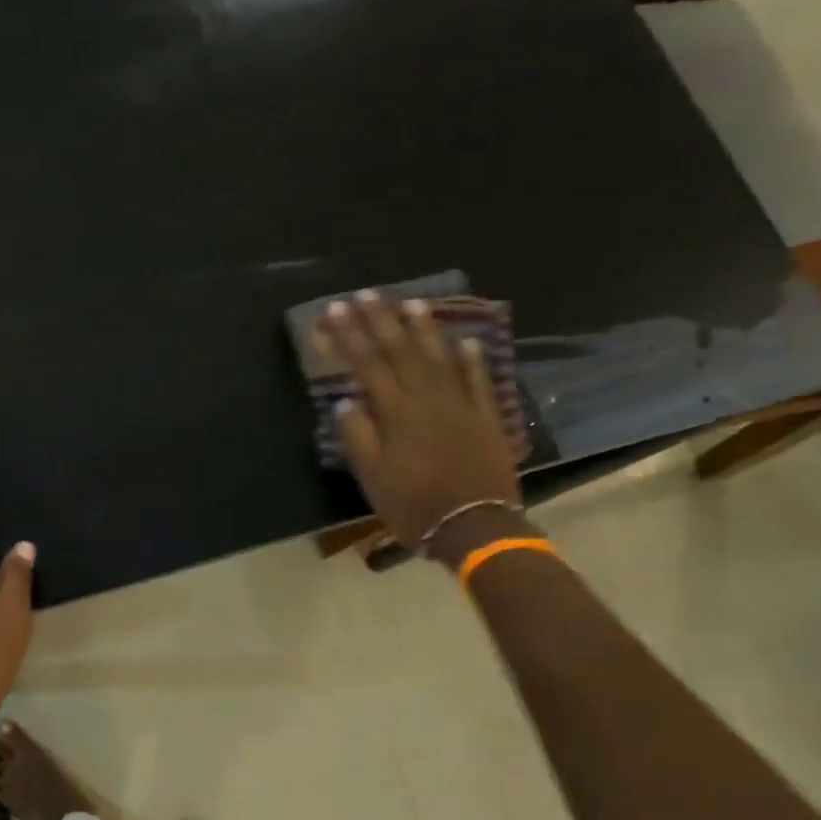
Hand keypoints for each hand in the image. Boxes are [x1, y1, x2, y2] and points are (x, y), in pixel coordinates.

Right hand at [309, 293, 520, 559]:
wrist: (475, 526)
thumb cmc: (413, 505)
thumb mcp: (372, 478)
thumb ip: (358, 436)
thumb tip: (346, 401)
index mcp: (396, 412)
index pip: (367, 364)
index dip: (349, 335)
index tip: (334, 310)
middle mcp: (428, 398)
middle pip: (402, 351)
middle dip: (381, 320)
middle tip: (366, 293)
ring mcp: (461, 405)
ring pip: (440, 357)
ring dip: (424, 328)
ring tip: (411, 302)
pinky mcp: (486, 417)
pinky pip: (479, 380)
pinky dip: (471, 358)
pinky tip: (466, 340)